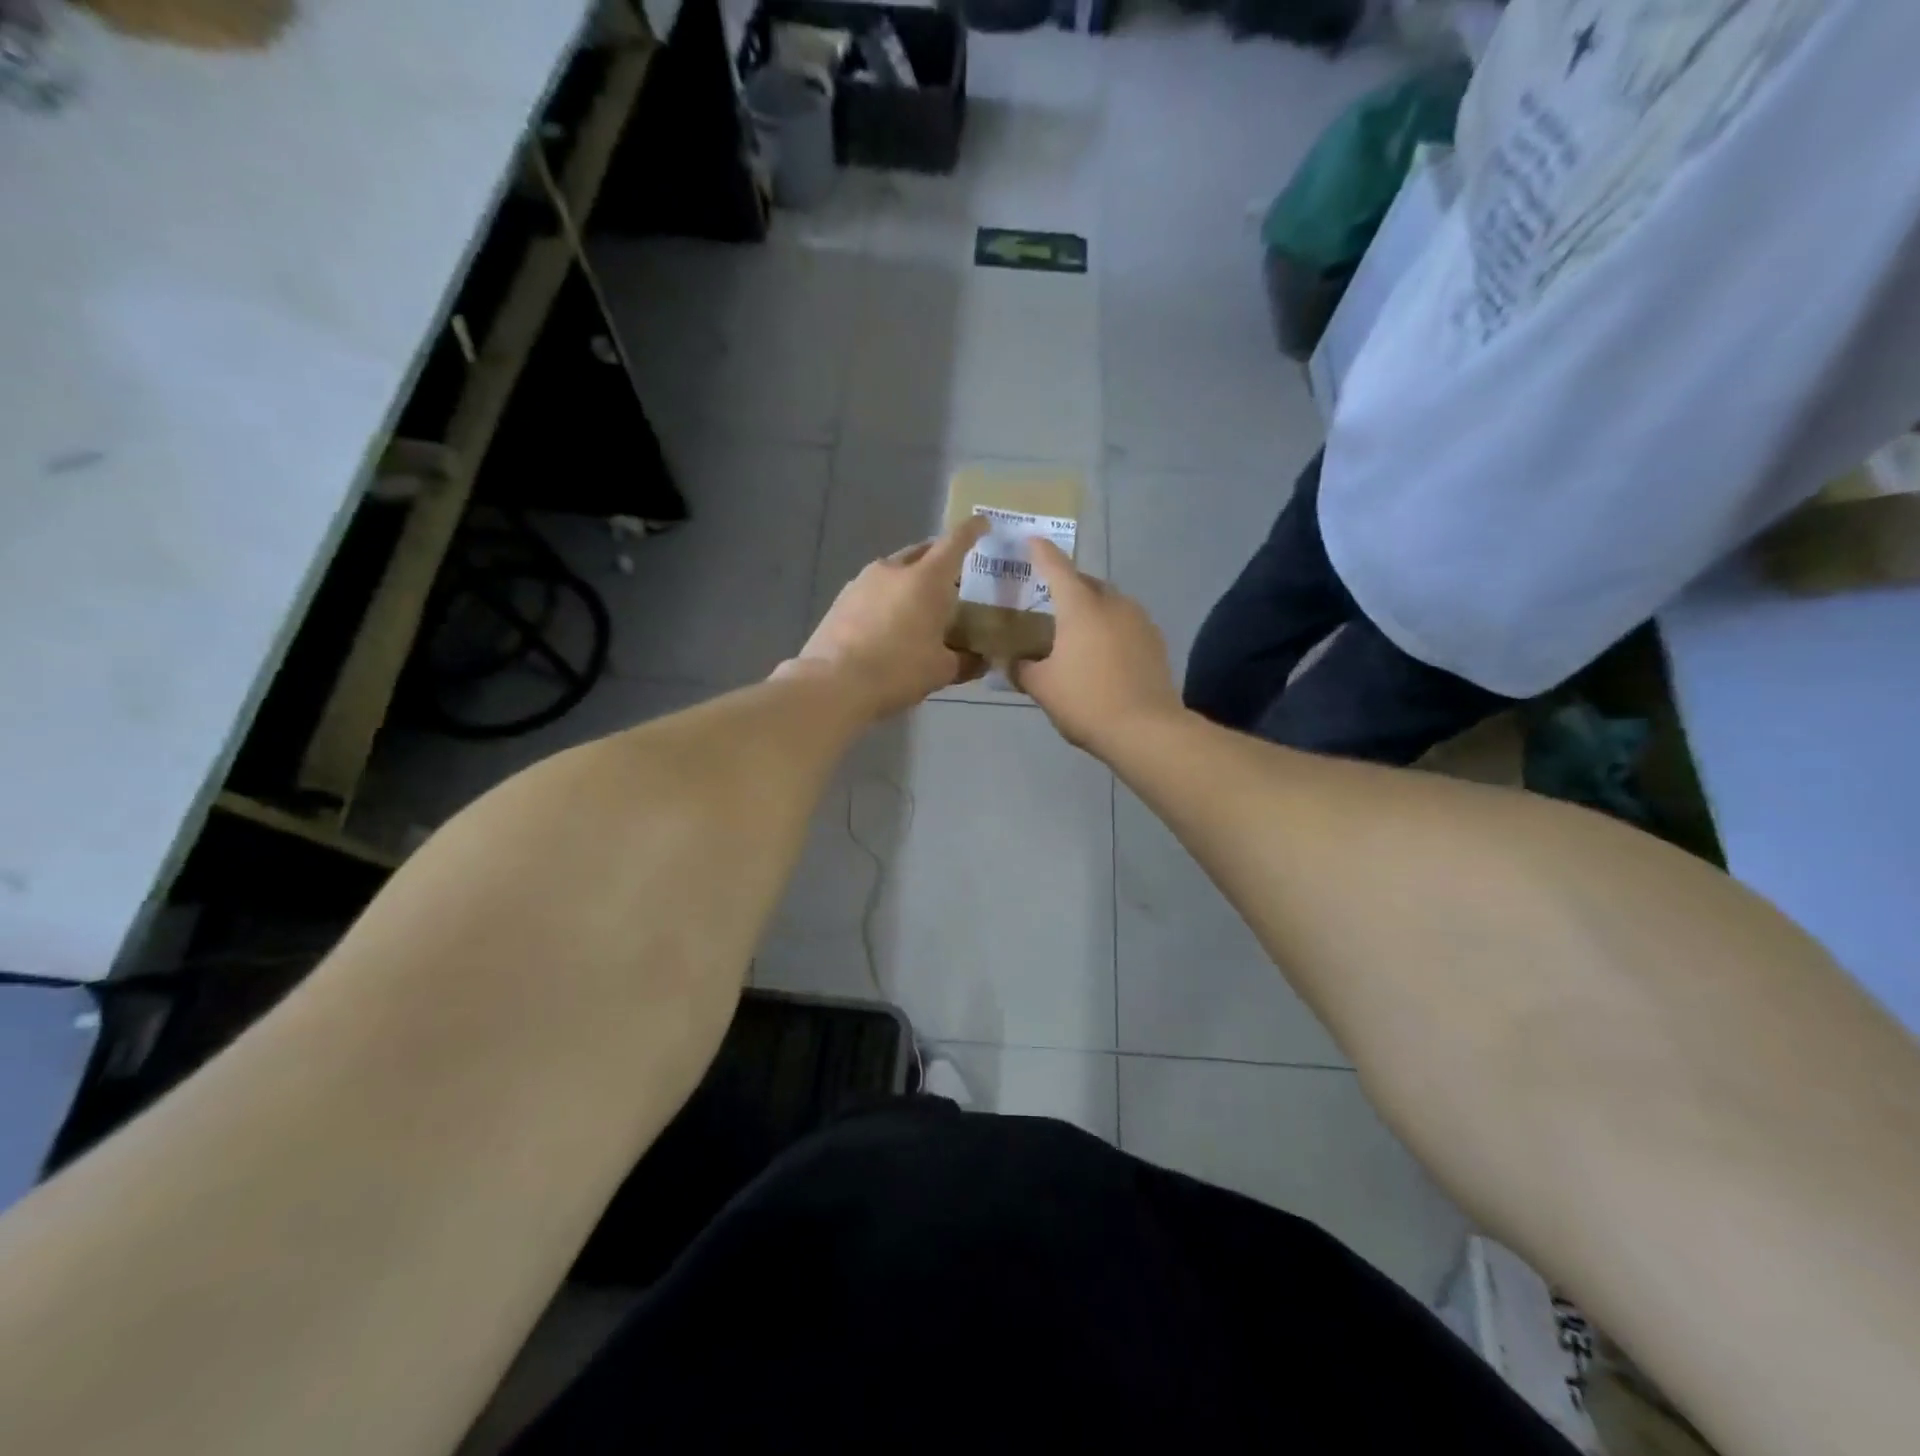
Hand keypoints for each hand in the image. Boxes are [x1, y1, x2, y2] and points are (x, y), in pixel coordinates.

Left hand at [779, 517, 989, 720]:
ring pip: (895, 570)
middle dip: (939, 558)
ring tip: (919, 604)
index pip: (955, 542)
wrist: (834, 682)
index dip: (972, 530)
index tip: (982, 524)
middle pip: (922, 552)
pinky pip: (873, 589)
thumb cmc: (898, 670)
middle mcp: (894, 570)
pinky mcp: (841, 599)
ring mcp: (862, 581)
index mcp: (927, 579)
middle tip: (953, 576)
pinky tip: (889, 621)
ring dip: (910, 579)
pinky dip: (887, 597)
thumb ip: (965, 661)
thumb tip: (980, 661)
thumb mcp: (941, 671)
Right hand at [1013, 540, 1181, 750]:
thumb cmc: (1086, 702)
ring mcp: (1139, 620)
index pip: (1056, 567)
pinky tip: (1102, 651)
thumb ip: (1021, 668)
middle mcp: (1112, 603)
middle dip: (1068, 584)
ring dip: (1091, 607)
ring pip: (1109, 602)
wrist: (1145, 729)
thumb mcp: (1042, 687)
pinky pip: (1126, 623)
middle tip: (1049, 598)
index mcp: (1080, 607)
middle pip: (1086, 583)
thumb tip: (1008, 661)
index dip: (1041, 552)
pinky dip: (1110, 627)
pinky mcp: (1155, 641)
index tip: (1032, 540)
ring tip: (1076, 629)